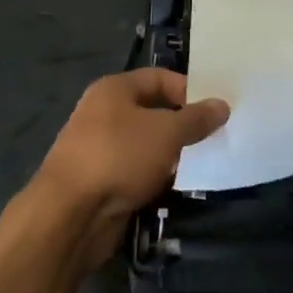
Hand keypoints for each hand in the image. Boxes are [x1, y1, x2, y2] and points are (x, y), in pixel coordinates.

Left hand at [29, 69, 227, 269]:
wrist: (70, 214)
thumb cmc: (119, 156)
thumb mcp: (166, 132)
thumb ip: (196, 119)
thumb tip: (222, 105)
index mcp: (113, 89)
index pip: (158, 78)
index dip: (189, 89)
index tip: (216, 109)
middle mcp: (103, 113)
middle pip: (152, 111)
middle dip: (182, 124)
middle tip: (215, 136)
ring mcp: (100, 148)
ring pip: (145, 144)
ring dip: (171, 154)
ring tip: (203, 162)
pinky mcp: (101, 181)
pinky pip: (136, 171)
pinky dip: (156, 176)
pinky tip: (178, 186)